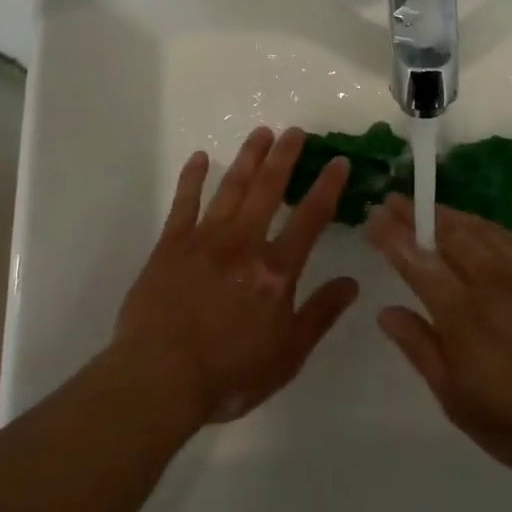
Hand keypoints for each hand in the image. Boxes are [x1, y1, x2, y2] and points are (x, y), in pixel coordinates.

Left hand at [114, 127, 358, 425]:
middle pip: (268, 189)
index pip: (310, 218)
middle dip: (284, 157)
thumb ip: (320, 315)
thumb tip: (353, 282)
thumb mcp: (288, 355)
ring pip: (231, 188)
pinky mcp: (171, 246)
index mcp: (276, 271)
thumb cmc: (228, 373)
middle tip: (295, 131)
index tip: (339, 161)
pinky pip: (184, 203)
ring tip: (261, 133)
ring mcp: (205, 240)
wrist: (158, 380)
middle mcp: (244, 244)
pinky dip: (192, 179)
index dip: (328, 187)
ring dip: (248, 158)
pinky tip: (200, 158)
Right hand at [366, 196, 511, 489]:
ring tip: (425, 205)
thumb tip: (386, 312)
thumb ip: (421, 350)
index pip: (418, 263)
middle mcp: (488, 282)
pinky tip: (471, 222)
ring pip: (475, 230)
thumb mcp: (459, 401)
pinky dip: (481, 224)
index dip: (393, 238)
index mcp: (461, 315)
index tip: (373, 220)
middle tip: (392, 200)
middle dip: (415, 215)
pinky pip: (506, 236)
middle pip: (445, 236)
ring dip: (445, 214)